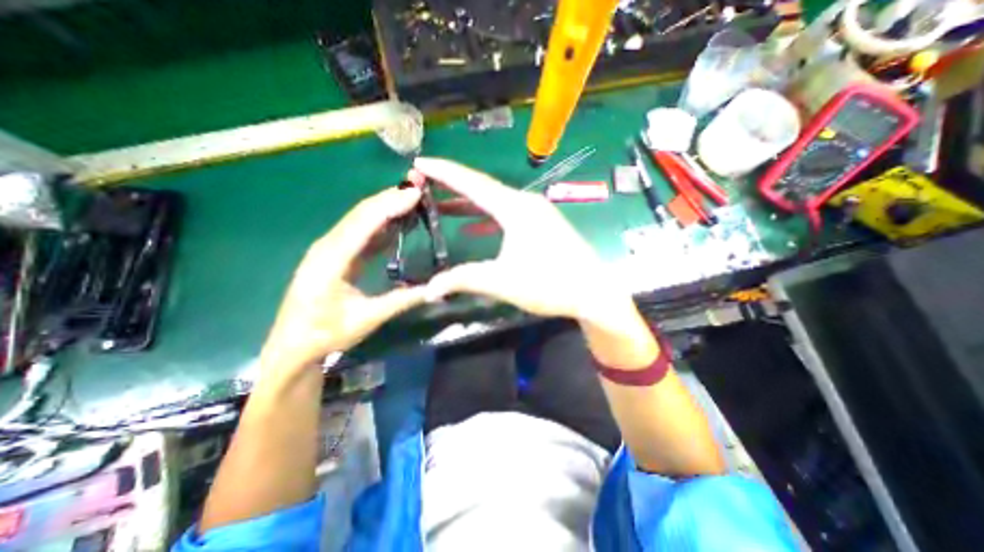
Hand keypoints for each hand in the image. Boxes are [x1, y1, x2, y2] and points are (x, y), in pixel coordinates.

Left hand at [261, 185, 426, 374]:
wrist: (292, 346)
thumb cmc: (326, 334)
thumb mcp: (367, 319)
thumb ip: (401, 300)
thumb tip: (434, 288)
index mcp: (331, 259)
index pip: (364, 223)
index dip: (390, 205)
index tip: (416, 193)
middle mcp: (328, 246)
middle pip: (361, 214)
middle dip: (390, 198)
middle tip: (419, 189)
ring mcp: (330, 249)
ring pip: (360, 220)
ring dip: (386, 207)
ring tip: (412, 200)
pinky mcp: (336, 254)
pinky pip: (360, 232)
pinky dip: (381, 223)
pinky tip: (397, 221)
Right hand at [412, 157, 629, 322]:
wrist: (592, 293)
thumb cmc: (549, 284)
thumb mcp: (501, 281)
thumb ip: (463, 280)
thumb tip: (428, 290)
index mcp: (515, 208)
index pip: (472, 183)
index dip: (444, 171)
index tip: (420, 161)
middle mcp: (526, 202)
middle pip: (483, 188)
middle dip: (452, 184)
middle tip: (424, 181)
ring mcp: (536, 212)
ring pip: (495, 201)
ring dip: (469, 202)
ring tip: (442, 203)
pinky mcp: (542, 224)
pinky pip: (506, 213)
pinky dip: (487, 216)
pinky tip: (474, 226)